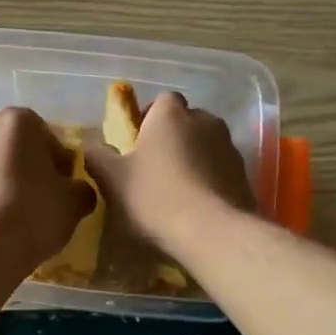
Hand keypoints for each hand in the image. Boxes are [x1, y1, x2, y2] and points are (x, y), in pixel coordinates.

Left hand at [0, 107, 96, 276]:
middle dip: (30, 166)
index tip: (65, 188)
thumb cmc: (33, 214)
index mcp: (17, 118)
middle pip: (17, 145)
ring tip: (18, 211)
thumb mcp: (74, 202)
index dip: (61, 164)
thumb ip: (81, 188)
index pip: (49, 137)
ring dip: (6, 179)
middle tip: (44, 198)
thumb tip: (76, 190)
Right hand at [86, 92, 254, 249]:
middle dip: (172, 139)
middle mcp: (205, 120)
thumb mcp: (113, 179)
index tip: (136, 145)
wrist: (212, 232)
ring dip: (194, 159)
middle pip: (185, 122)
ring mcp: (230, 147)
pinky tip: (198, 206)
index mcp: (171, 114)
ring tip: (178, 191)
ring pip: (206, 145)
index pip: (160, 102)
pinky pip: (221, 169)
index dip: (148, 120)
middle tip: (155, 169)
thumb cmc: (155, 197)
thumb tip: (90, 146)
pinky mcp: (245, 174)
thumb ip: (98, 157)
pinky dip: (210, 180)